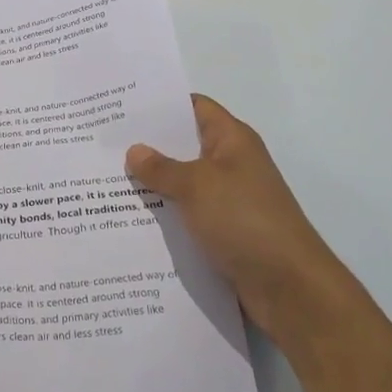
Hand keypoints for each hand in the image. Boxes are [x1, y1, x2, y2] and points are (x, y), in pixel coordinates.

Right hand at [125, 95, 358, 353]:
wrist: (289, 287)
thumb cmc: (245, 221)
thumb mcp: (197, 186)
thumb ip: (162, 168)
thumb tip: (134, 150)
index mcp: (232, 141)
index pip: (194, 107)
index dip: (160, 103)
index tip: (120, 106)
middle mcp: (231, 164)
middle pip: (183, 145)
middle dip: (147, 145)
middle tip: (103, 143)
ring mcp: (227, 200)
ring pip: (181, 183)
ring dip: (151, 184)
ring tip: (104, 179)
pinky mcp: (223, 232)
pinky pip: (186, 214)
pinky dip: (163, 214)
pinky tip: (128, 218)